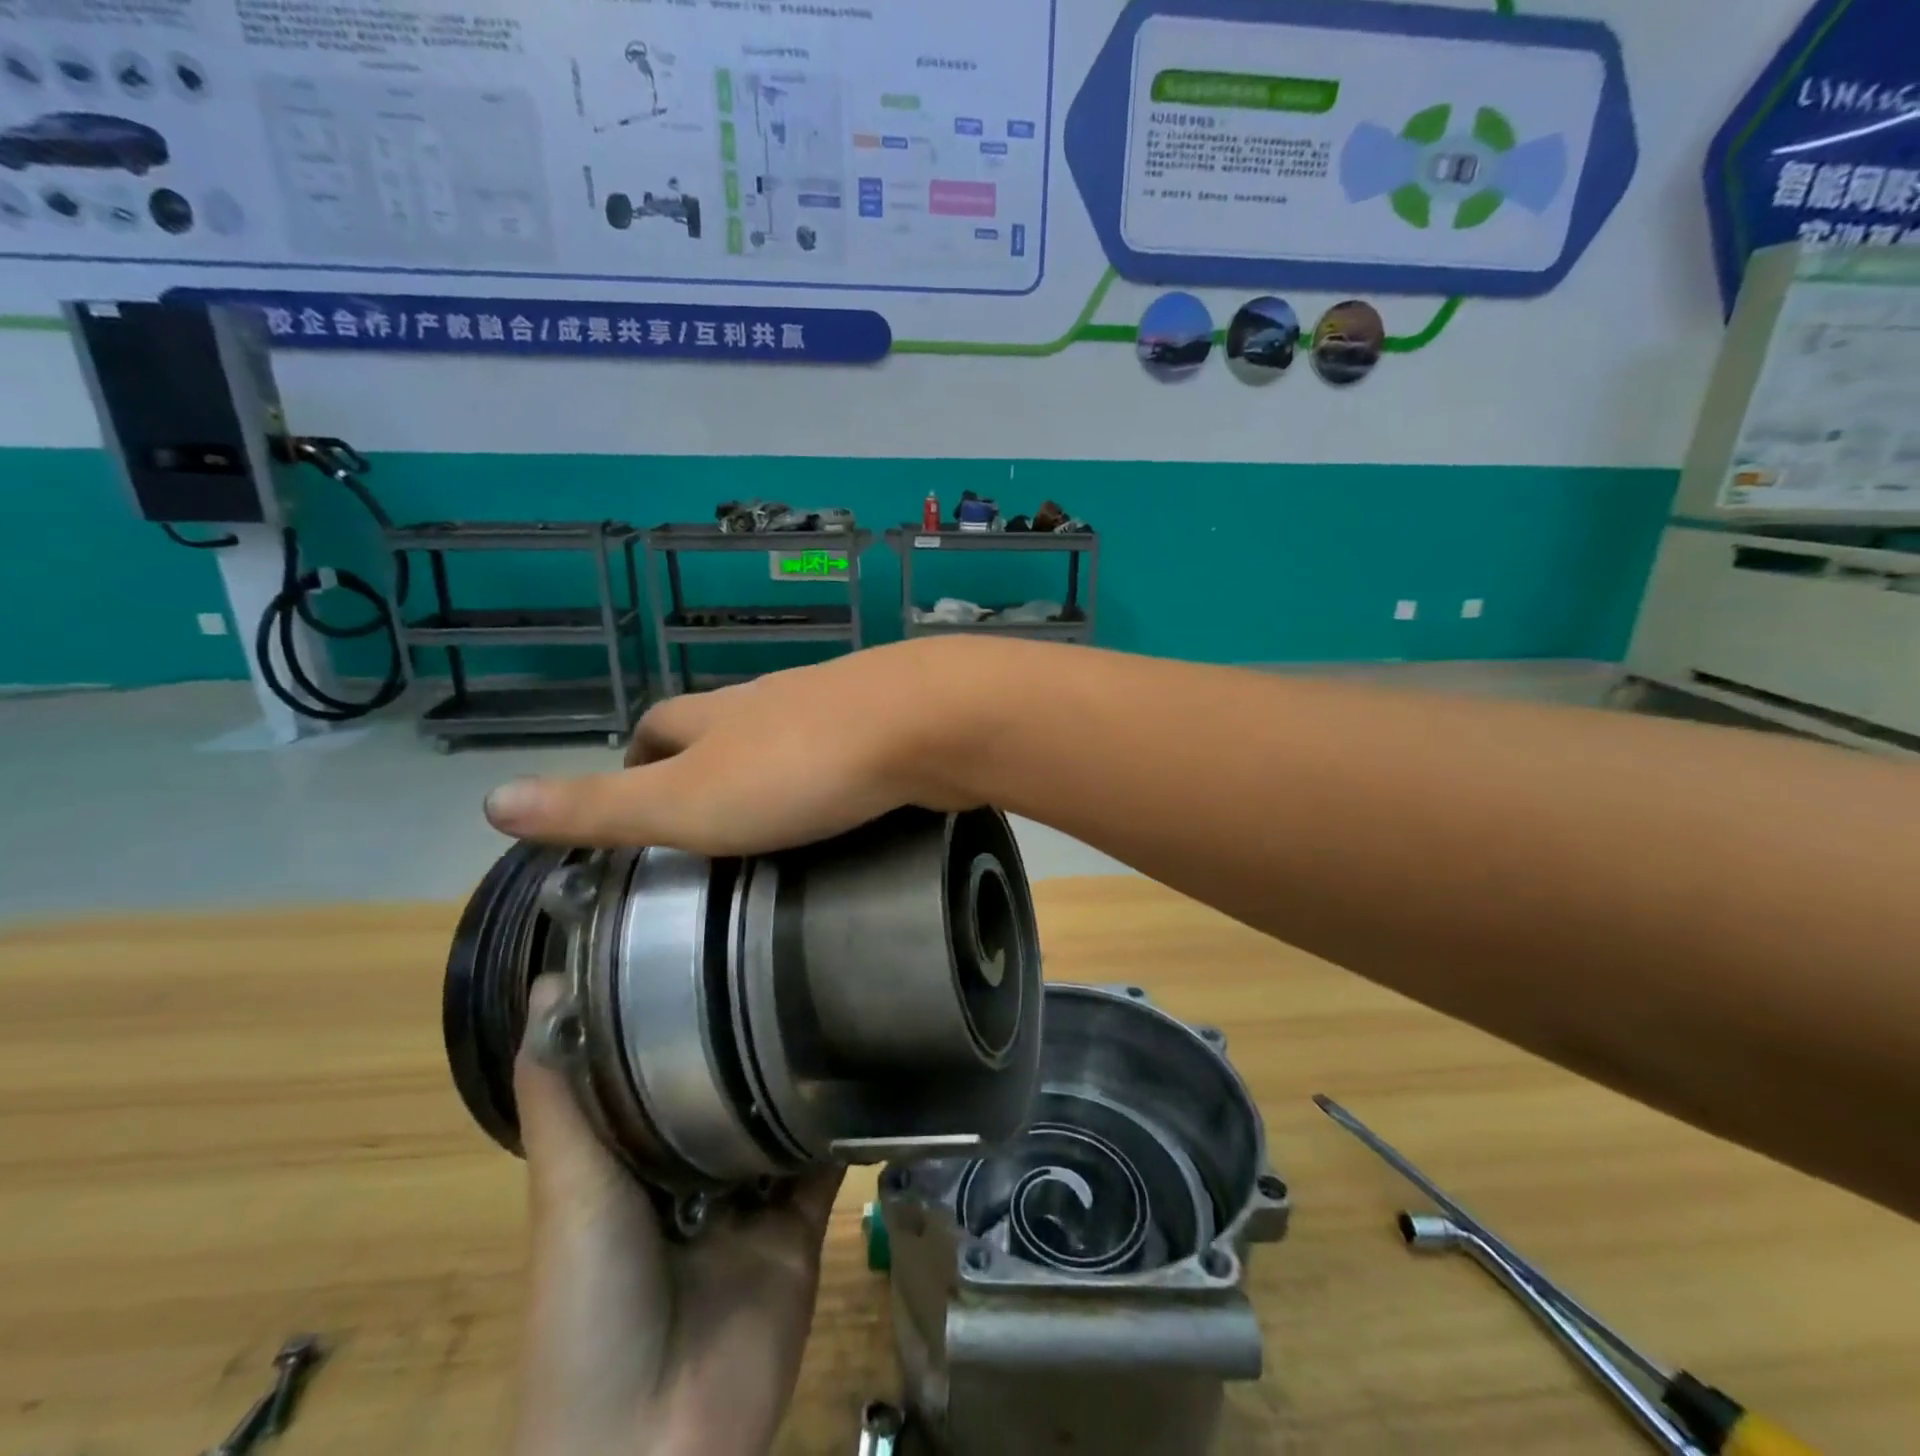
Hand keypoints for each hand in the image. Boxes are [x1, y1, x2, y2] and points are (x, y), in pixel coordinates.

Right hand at [484, 639, 988, 853]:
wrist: (926, 724)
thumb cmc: (799, 770)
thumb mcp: (686, 802)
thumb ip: (600, 804)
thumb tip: (491, 801)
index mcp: (720, 715)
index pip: (659, 722)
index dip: (637, 752)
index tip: (633, 790)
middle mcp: (774, 699)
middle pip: (723, 722)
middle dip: (705, 757)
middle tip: (706, 814)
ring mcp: (837, 705)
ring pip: (788, 732)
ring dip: (771, 765)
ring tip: (772, 817)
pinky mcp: (891, 723)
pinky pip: (847, 748)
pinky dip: (832, 773)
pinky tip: (845, 804)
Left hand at [512, 975, 842, 1455]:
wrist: (652, 1447)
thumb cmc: (589, 1307)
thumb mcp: (567, 1190)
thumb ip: (562, 1098)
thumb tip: (552, 984)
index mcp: (631, 1157)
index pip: (657, 1063)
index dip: (675, 1008)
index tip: (705, 938)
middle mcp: (692, 1170)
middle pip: (725, 1087)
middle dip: (749, 1033)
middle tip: (785, 950)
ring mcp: (749, 1200)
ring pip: (779, 1117)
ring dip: (800, 1070)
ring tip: (832, 990)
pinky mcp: (799, 1227)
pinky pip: (826, 1163)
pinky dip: (842, 1124)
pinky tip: (865, 1067)